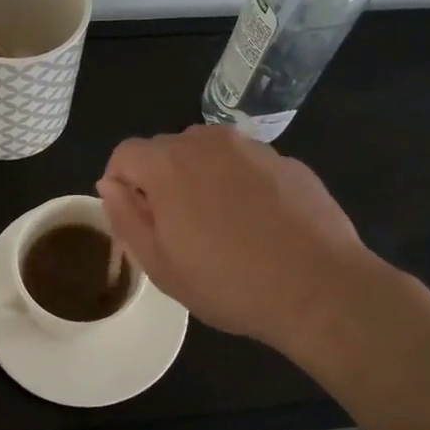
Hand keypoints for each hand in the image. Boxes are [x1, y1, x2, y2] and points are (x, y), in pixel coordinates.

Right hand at [98, 125, 372, 355]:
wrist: (319, 288)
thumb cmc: (228, 283)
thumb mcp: (160, 265)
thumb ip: (125, 218)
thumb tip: (109, 185)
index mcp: (168, 163)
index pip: (124, 154)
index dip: (122, 186)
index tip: (139, 223)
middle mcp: (207, 141)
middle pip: (167, 150)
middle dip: (162, 182)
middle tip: (180, 232)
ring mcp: (252, 147)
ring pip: (209, 154)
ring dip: (202, 180)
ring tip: (223, 228)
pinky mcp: (287, 160)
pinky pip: (247, 165)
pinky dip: (241, 186)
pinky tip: (261, 226)